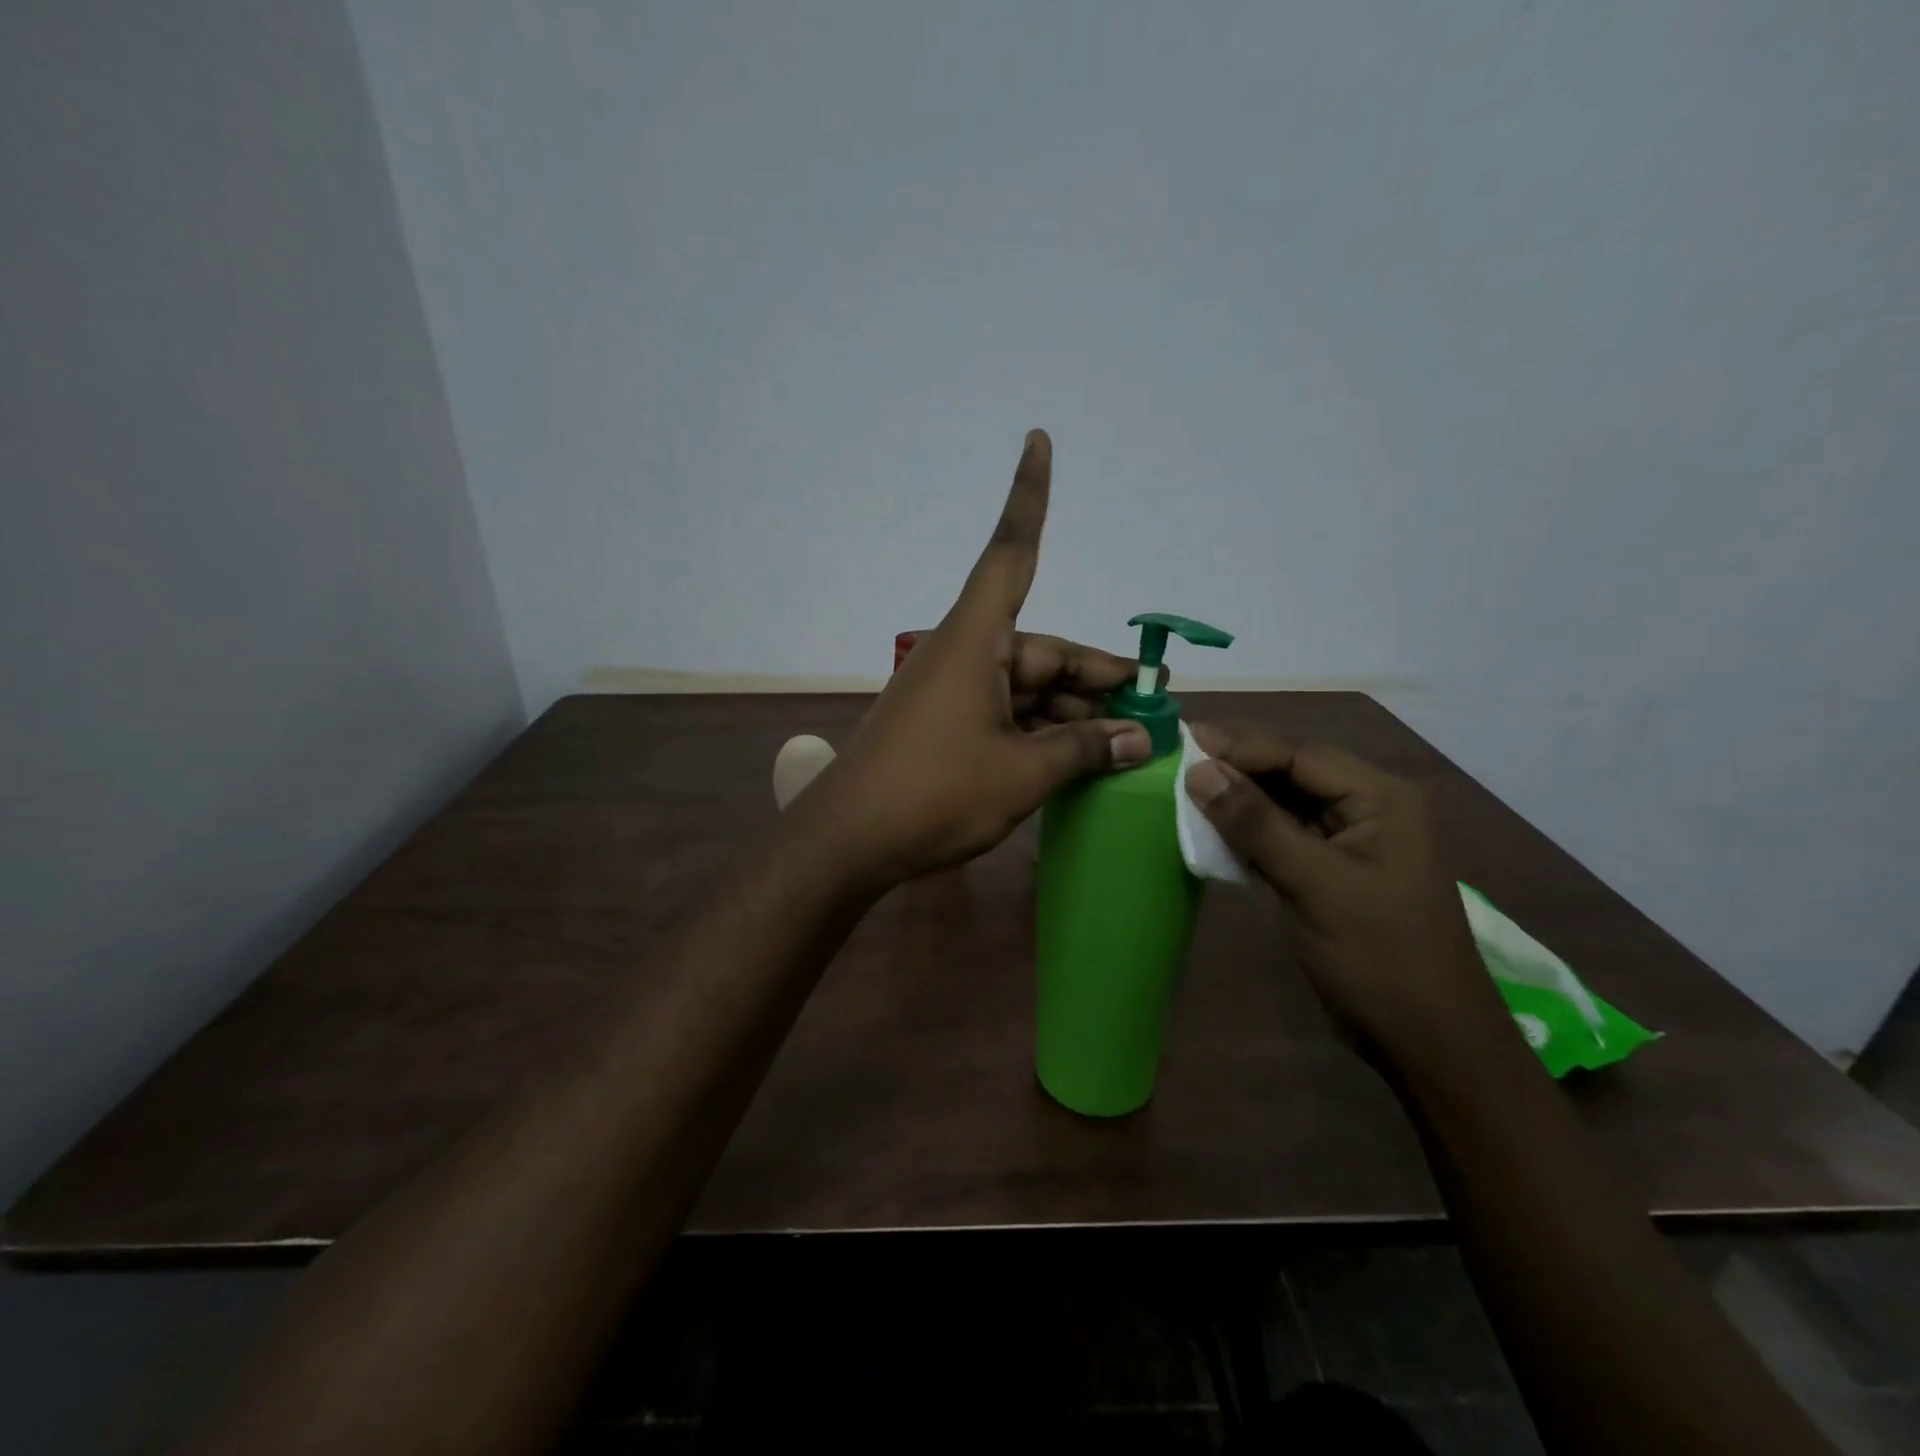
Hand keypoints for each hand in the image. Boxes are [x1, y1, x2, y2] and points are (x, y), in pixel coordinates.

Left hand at [798, 431, 1151, 886]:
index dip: (1030, 496)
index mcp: (976, 641)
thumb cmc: (935, 794)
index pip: (1013, 552)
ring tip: (1125, 747)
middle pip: (1044, 650)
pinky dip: (1042, 732)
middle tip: (1151, 709)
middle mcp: (966, 655)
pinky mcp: (947, 727)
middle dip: (1098, 679)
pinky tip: (1079, 760)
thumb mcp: (1022, 774)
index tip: (1038, 440)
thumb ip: (1084, 750)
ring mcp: (954, 694)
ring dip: (1074, 714)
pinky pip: (1008, 715)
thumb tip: (1137, 741)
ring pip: (1030, 689)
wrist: (849, 842)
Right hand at [1184, 724, 1509, 1059]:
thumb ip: (1257, 824)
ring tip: (1184, 789)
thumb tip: (1199, 771)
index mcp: (1381, 799)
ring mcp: (1350, 841)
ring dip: (1239, 799)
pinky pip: (1284, 835)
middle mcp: (1368, 808)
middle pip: (1292, 772)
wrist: (1427, 1042)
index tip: (1182, 741)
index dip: (1240, 746)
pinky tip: (1211, 829)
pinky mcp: (1332, 871)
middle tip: (1176, 761)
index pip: (1299, 755)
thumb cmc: (1379, 957)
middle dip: (1237, 767)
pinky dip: (1248, 831)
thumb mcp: (1315, 884)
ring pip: (1285, 803)